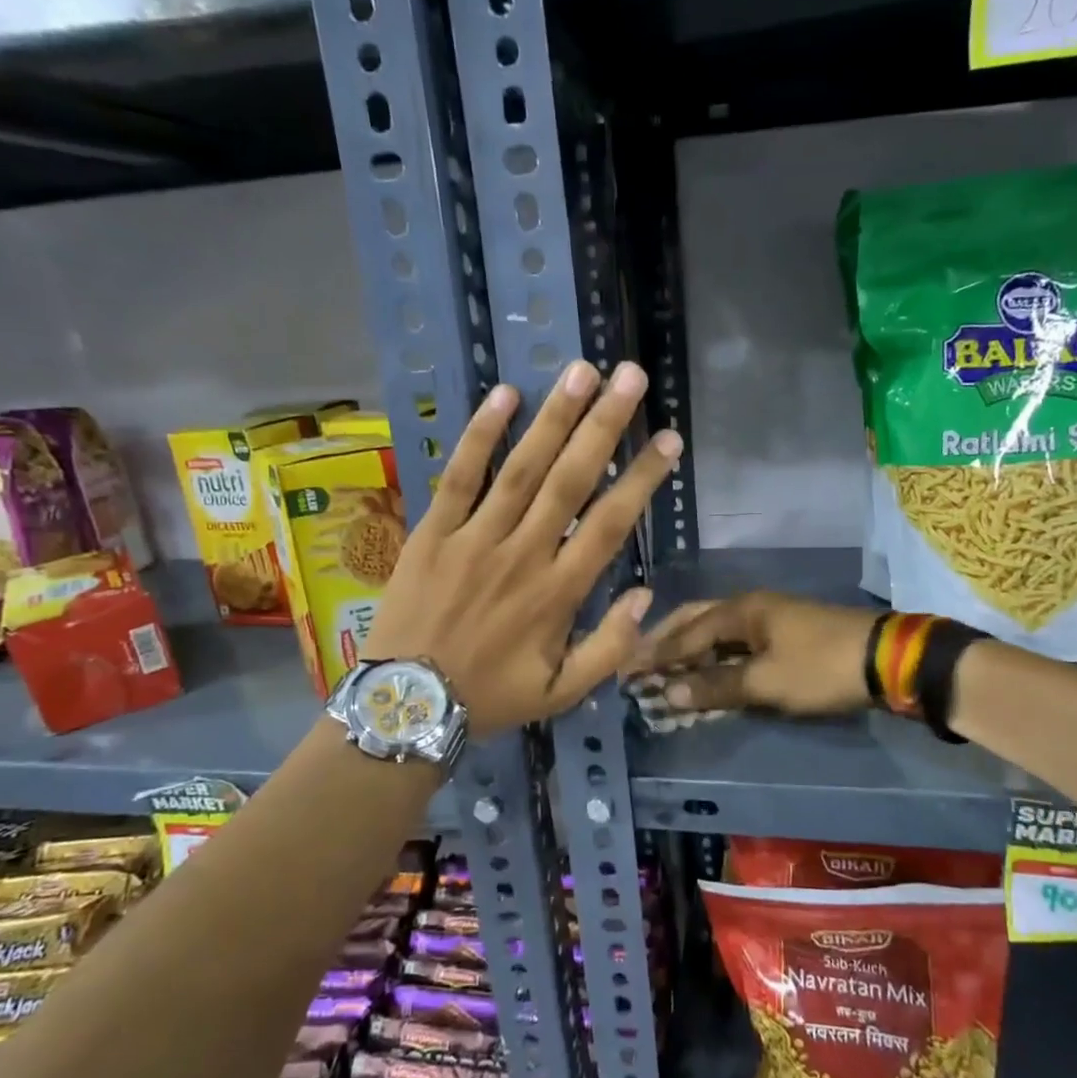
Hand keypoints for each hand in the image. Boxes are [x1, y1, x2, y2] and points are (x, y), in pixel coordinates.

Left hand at [366, 360, 679, 737]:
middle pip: (570, 480)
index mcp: (558, 593)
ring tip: (581, 371)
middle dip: (605, 425)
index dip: (643, 478)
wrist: (407, 706)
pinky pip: (459, 476)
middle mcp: (523, 555)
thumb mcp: (562, 694)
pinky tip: (505, 394)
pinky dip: (480, 435)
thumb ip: (610, 648)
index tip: (668, 438)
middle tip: (630, 376)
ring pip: (521, 468)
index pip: (611, 523)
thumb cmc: (491, 698)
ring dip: (554, 417)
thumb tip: (645, 596)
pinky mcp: (433, 532)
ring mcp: (474, 538)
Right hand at [623, 592, 879, 716]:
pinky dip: (715, 656)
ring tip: (665, 669)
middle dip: (667, 642)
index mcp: (741, 611)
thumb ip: (715, 686)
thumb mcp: (766, 682)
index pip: (685, 633)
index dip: (654, 653)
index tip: (624, 668)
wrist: (888, 659)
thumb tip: (667, 692)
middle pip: (696, 621)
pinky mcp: (786, 634)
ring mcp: (770, 618)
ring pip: (716, 631)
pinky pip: (736, 642)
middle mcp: (750, 607)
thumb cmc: (821, 668)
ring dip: (690, 649)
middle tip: (639, 662)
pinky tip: (708, 670)